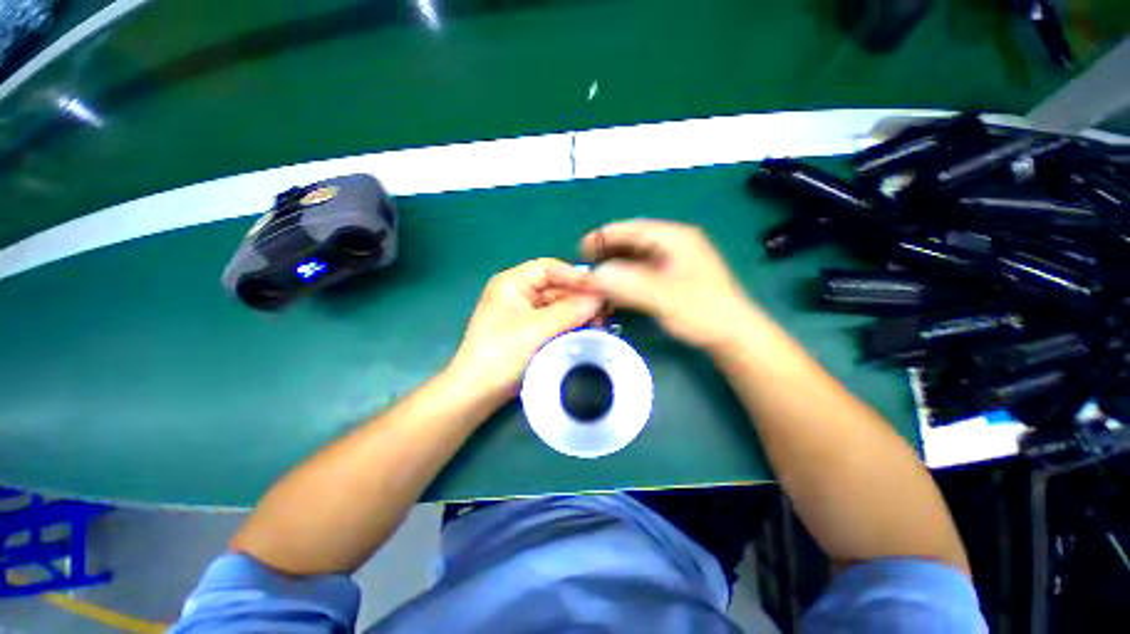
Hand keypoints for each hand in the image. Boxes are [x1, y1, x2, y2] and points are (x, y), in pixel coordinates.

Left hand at [449, 258, 602, 399]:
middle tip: (606, 309)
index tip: (600, 288)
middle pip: (556, 288)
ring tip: (601, 322)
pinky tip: (588, 331)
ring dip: (579, 313)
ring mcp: (526, 314)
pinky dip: (572, 325)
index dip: (575, 276)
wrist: (479, 392)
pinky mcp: (532, 332)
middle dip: (580, 298)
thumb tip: (600, 298)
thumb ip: (570, 311)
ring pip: (559, 306)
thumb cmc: (502, 352)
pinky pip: (556, 322)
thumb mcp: (537, 329)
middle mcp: (519, 294)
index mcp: (512, 283)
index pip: (549, 269)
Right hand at [579, 220, 757, 350]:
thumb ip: (625, 283)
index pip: (632, 229)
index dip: (605, 236)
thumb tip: (594, 274)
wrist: (731, 335)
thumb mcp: (660, 295)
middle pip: (632, 243)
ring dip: (615, 270)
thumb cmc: (700, 310)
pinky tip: (614, 293)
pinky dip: (626, 282)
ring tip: (596, 282)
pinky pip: (642, 275)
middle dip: (608, 255)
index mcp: (675, 238)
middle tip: (586, 268)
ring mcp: (673, 263)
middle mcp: (673, 245)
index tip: (582, 247)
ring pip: (635, 261)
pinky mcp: (671, 280)